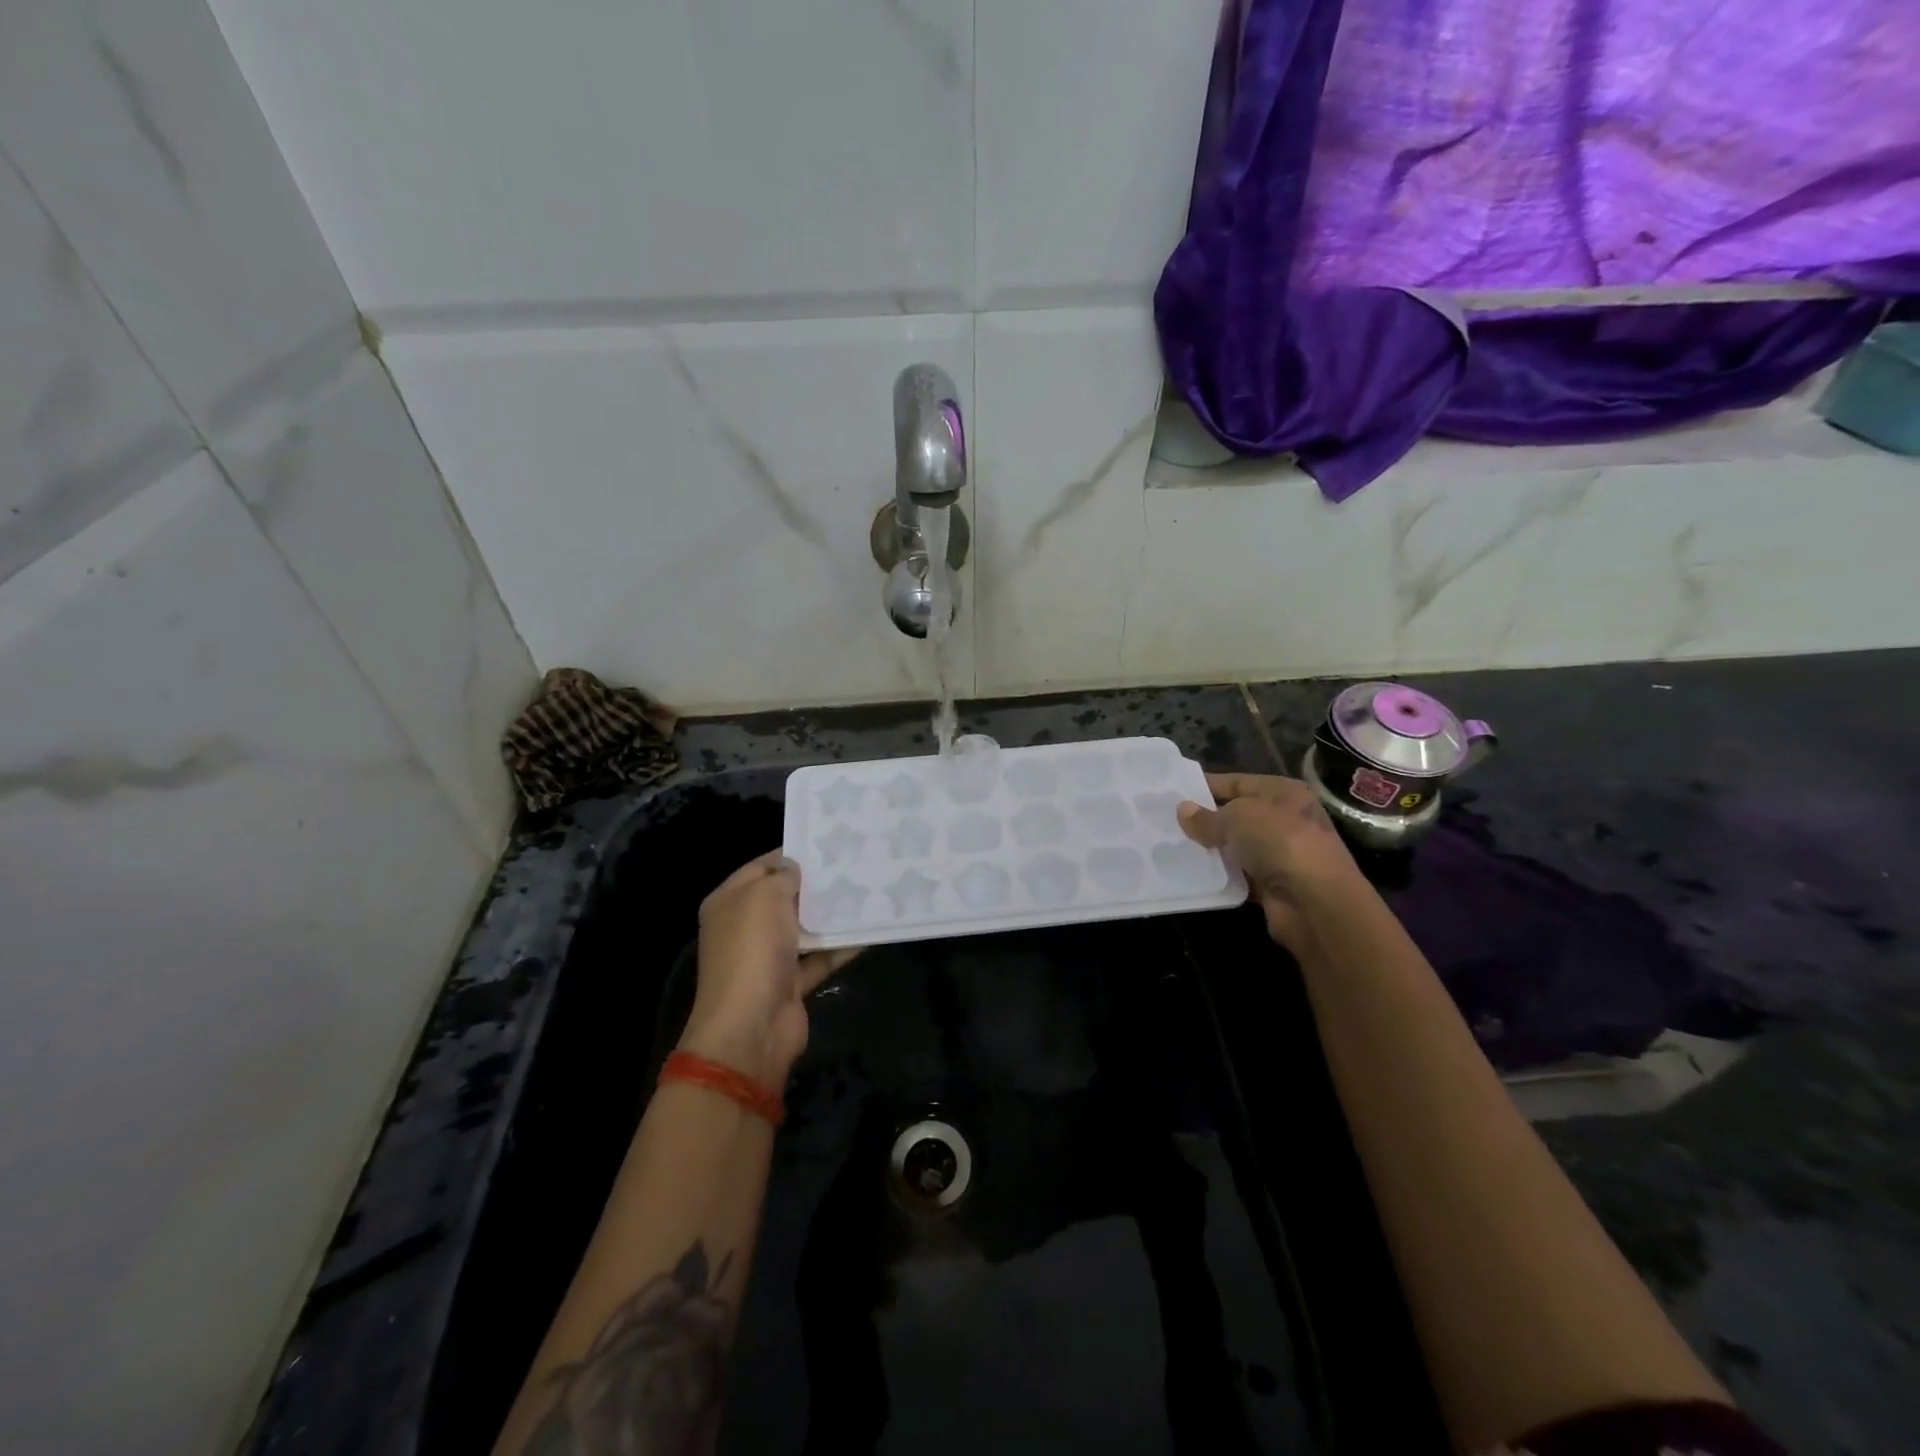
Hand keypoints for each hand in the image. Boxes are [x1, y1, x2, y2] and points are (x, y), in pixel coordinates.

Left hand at [678, 851, 861, 1089]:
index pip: (760, 868)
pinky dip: (839, 947)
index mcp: (728, 902)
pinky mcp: (789, 983)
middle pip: (784, 898)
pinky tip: (868, 931)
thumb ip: (784, 876)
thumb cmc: (753, 949)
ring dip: (830, 915)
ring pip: (803, 928)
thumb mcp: (765, 896)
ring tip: (866, 892)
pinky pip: (818, 958)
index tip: (828, 844)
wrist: (751, 1026)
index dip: (791, 855)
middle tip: (853, 865)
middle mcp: (744, 927)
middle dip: (815, 885)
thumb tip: (796, 869)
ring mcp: (766, 957)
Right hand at [1178, 773, 1359, 953]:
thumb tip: (1182, 810)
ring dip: (1210, 849)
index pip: (1237, 781)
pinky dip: (1220, 874)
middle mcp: (1285, 819)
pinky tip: (1191, 873)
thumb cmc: (1279, 841)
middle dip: (1205, 819)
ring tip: (1171, 846)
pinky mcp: (1273, 884)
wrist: (1315, 900)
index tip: (1174, 792)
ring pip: (1236, 846)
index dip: (1206, 785)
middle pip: (1236, 815)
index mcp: (1283, 792)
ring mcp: (1280, 853)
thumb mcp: (1236, 818)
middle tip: (1165, 820)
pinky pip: (1238, 874)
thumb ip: (1206, 817)